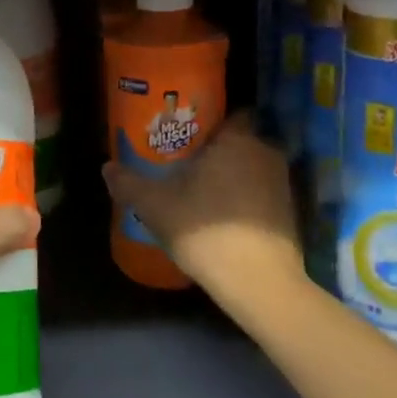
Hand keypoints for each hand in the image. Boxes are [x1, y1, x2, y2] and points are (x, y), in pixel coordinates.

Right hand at [102, 113, 303, 312]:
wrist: (260, 284)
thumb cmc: (206, 231)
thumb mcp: (156, 207)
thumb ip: (129, 184)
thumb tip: (107, 168)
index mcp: (237, 140)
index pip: (231, 113)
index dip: (210, 122)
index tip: (188, 135)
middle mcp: (265, 153)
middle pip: (240, 142)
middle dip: (218, 151)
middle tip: (188, 165)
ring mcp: (283, 184)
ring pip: (252, 169)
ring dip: (233, 177)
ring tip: (203, 193)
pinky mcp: (290, 213)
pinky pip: (262, 194)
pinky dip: (246, 201)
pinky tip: (224, 219)